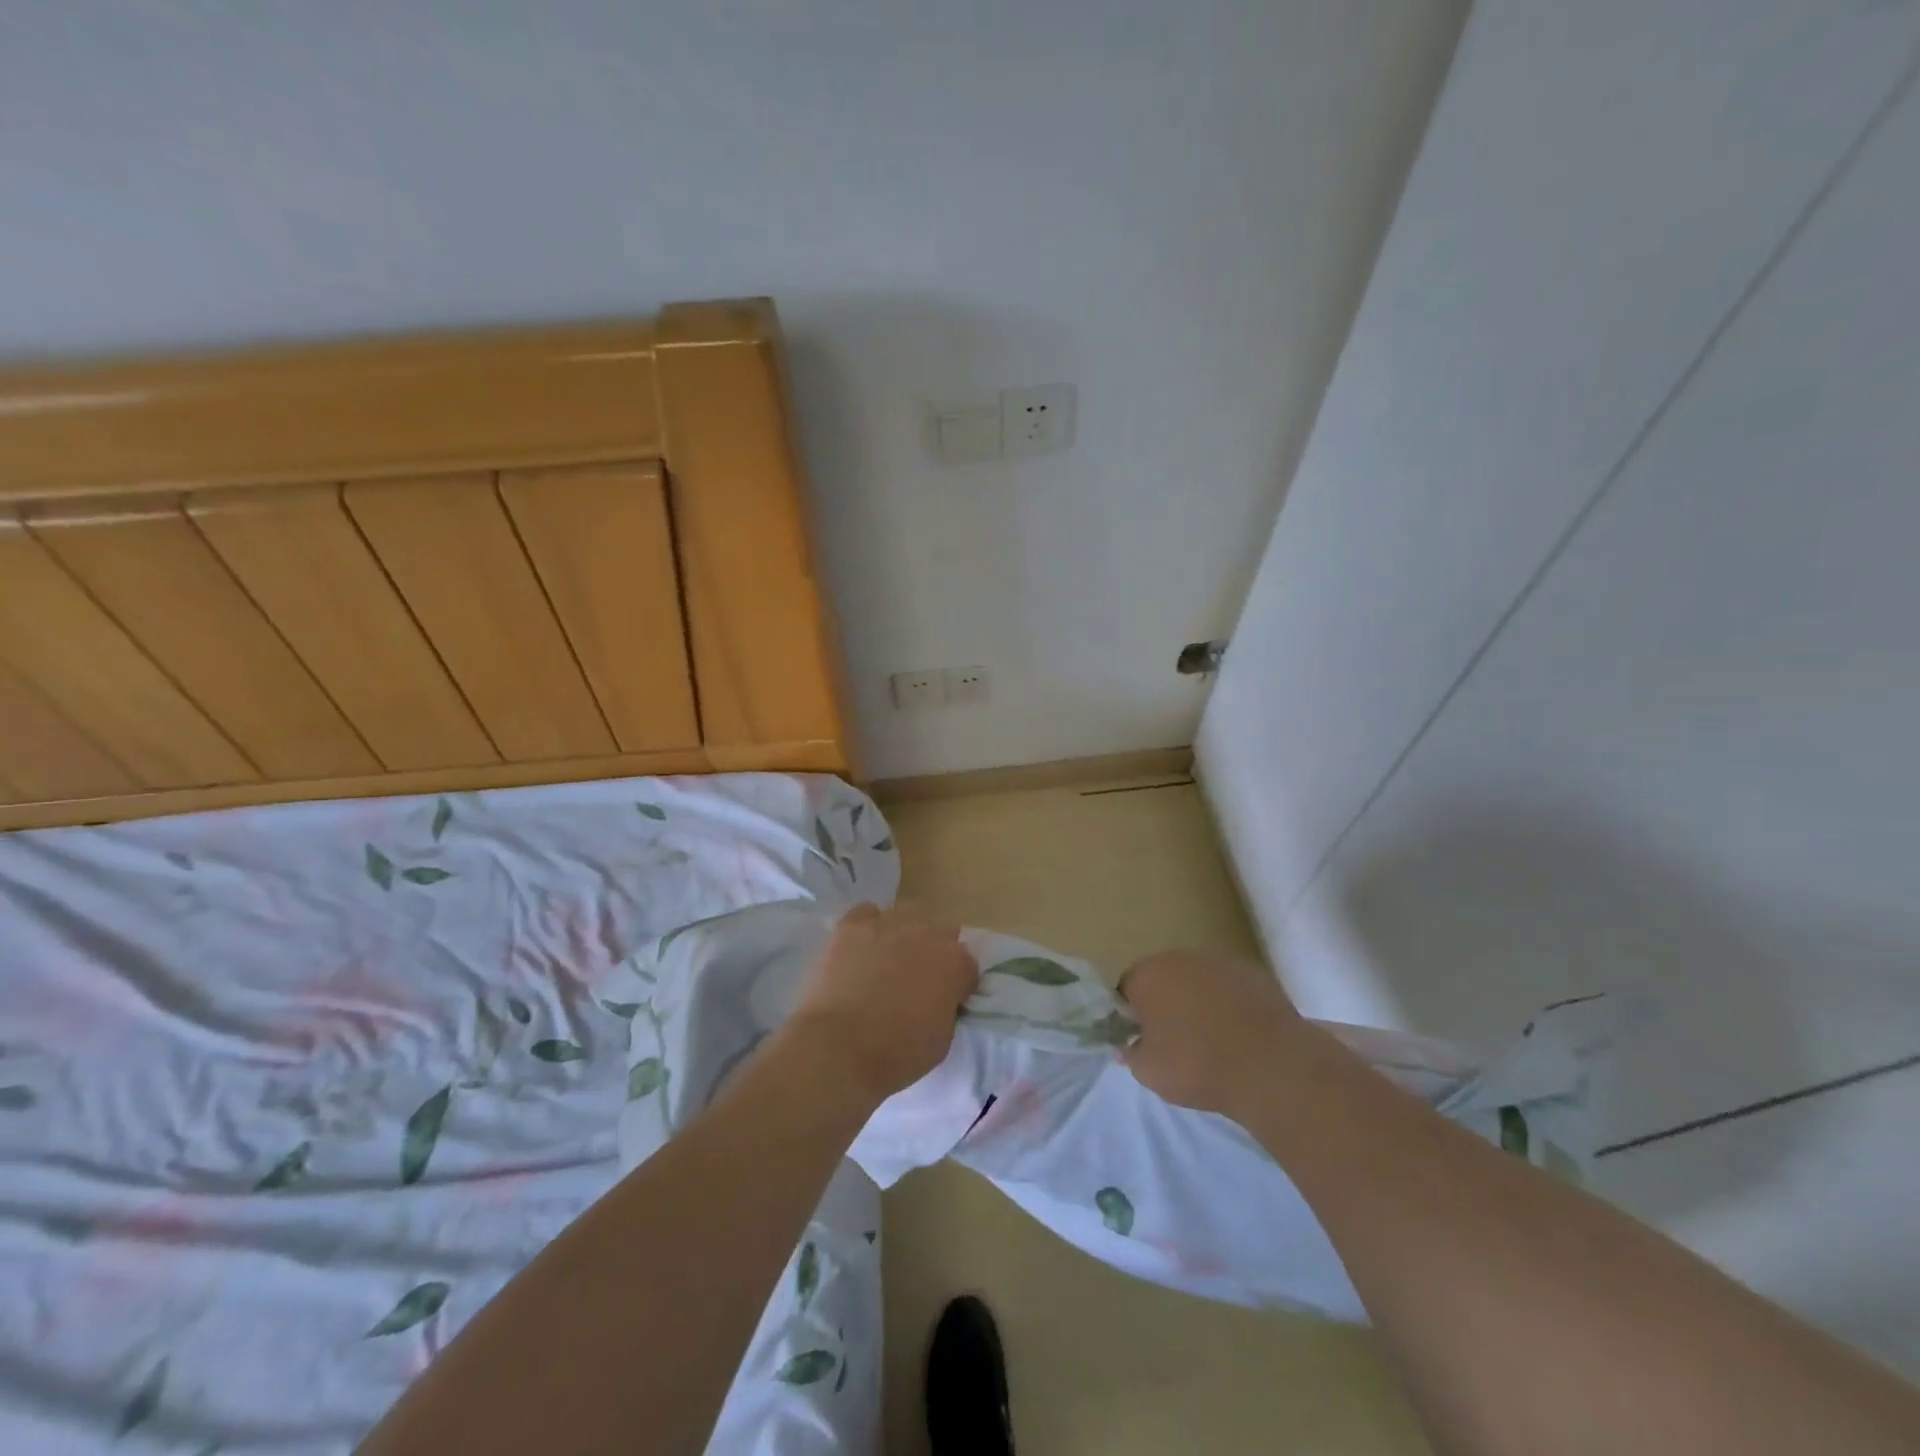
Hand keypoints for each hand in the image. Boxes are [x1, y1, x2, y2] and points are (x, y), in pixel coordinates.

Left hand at [788, 903, 978, 1106]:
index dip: (958, 984)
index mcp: (955, 962)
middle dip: (934, 951)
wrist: (838, 1047)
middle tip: (918, 978)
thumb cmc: (896, 1053)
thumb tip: (939, 1000)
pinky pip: (867, 913)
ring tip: (887, 959)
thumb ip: (947, 1008)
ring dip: (904, 933)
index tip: (947, 1000)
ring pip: (906, 914)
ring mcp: (889, 923)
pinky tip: (860, 947)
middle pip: (940, 930)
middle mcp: (927, 933)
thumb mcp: (942, 1040)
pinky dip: (868, 926)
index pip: (967, 964)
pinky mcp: (853, 924)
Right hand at [1119, 949, 1306, 1118]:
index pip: (1127, 990)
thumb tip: (1129, 1045)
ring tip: (1213, 1040)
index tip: (1143, 1041)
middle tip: (1176, 1042)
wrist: (1270, 1065)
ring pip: (1199, 981)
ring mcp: (1220, 961)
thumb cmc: (1197, 1065)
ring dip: (1199, 1002)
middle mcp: (1181, 958)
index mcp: (1149, 974)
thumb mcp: (1149, 1072)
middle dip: (1166, 1004)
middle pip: (1164, 979)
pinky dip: (1230, 1005)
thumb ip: (1132, 1054)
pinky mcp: (1254, 973)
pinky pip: (1230, 988)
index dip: (1132, 1016)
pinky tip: (1241, 1035)